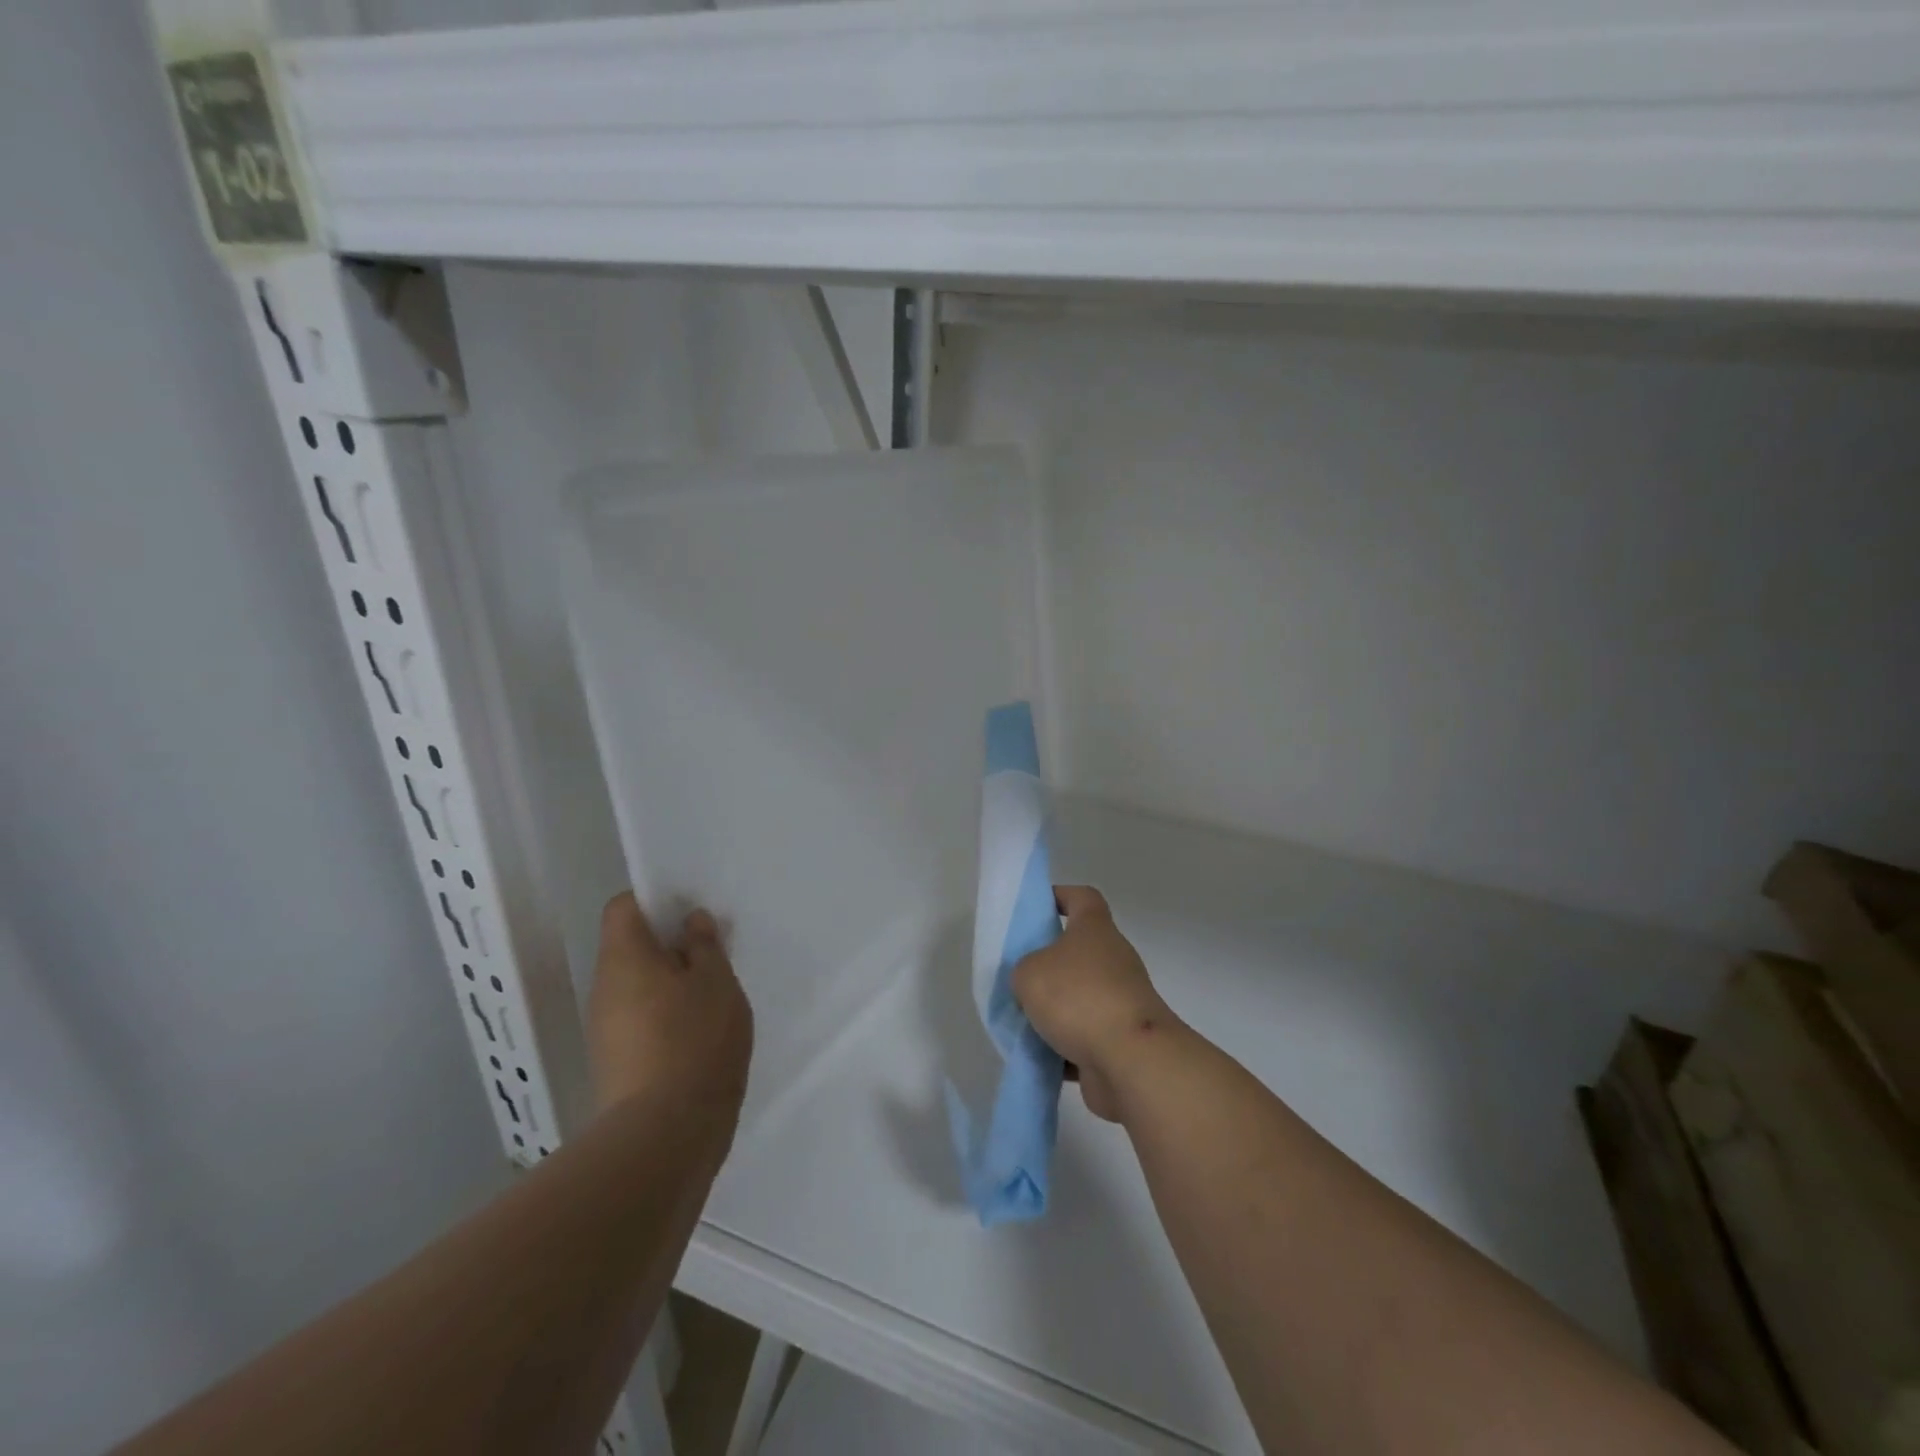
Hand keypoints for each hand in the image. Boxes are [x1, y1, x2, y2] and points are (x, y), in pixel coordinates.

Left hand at [587, 892, 752, 1117]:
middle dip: (670, 946)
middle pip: (631, 948)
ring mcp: (605, 1029)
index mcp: (623, 958)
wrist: (666, 1134)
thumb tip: (690, 923)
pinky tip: (700, 1034)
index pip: (624, 907)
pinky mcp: (616, 1062)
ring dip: (671, 983)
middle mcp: (604, 988)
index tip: (691, 915)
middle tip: (713, 956)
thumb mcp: (717, 981)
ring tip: (713, 997)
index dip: (655, 901)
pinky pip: (640, 1019)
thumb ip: (705, 945)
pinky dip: (667, 1016)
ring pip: (638, 986)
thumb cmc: (695, 1040)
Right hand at [1012, 886, 1173, 1121]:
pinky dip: (1064, 1046)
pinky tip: (1038, 1056)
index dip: (1060, 896)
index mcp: (1095, 929)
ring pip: (1079, 997)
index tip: (1036, 909)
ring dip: (1054, 1010)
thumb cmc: (1078, 998)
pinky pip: (1085, 1037)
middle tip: (1017, 975)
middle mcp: (1113, 958)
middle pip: (1077, 951)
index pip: (1082, 898)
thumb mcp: (1029, 973)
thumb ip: (1023, 970)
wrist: (1132, 1060)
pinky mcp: (1122, 1039)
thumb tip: (1032, 982)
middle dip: (1047, 963)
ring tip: (1020, 1021)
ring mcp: (1121, 1000)